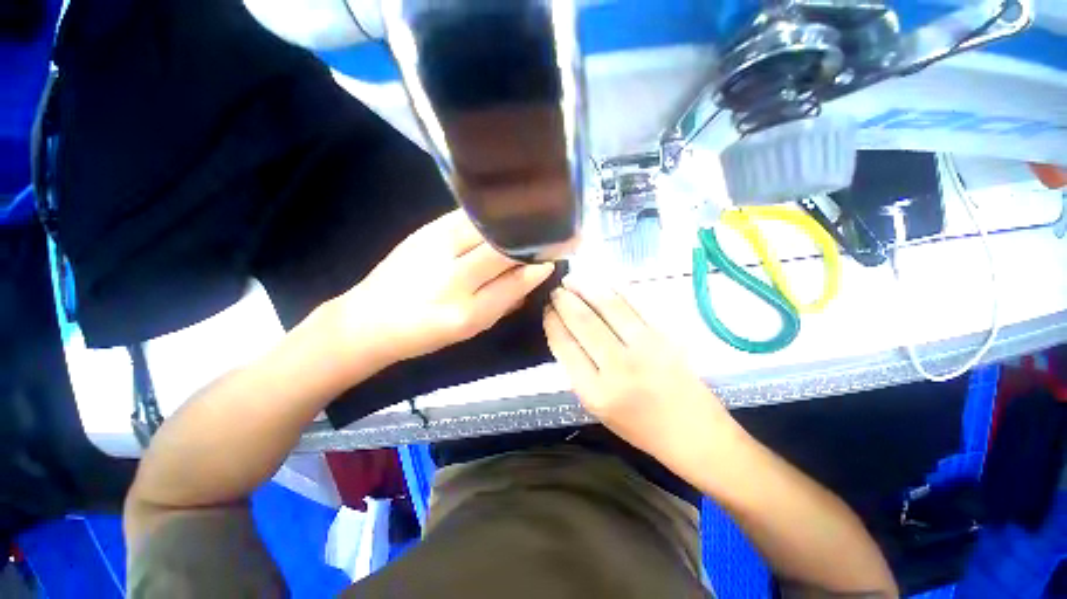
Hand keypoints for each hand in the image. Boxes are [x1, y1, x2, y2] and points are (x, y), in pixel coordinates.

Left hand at [336, 210, 554, 364]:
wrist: (369, 320)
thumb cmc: (426, 332)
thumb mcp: (471, 329)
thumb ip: (505, 302)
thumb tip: (533, 275)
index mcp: (466, 313)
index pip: (515, 281)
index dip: (537, 266)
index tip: (552, 256)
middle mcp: (452, 278)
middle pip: (501, 248)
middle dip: (527, 240)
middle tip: (544, 234)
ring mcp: (435, 248)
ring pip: (486, 226)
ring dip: (510, 222)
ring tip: (526, 219)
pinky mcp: (424, 230)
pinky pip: (467, 217)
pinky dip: (488, 215)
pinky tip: (498, 214)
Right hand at [544, 277, 729, 458]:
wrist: (693, 432)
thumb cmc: (639, 426)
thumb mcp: (597, 407)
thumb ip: (578, 370)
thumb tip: (564, 332)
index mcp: (595, 391)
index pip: (565, 345)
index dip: (552, 322)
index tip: (547, 309)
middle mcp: (618, 367)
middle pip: (583, 322)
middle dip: (564, 300)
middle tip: (557, 290)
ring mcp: (645, 348)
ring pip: (608, 307)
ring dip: (586, 288)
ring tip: (572, 280)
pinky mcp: (665, 336)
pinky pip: (634, 305)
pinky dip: (614, 290)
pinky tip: (601, 284)